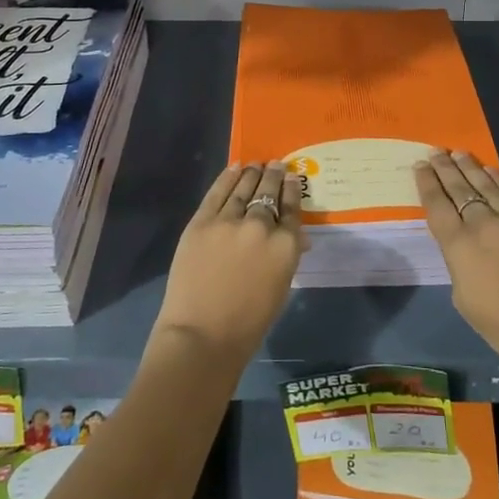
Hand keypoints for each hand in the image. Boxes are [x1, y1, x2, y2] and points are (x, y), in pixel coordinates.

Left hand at [152, 163, 304, 361]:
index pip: (291, 208)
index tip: (292, 178)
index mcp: (285, 245)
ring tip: (256, 164)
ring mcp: (229, 220)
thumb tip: (296, 237)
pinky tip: (234, 168)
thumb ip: (287, 256)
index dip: (292, 190)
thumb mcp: (280, 288)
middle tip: (276, 164)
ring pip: (244, 187)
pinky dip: (227, 177)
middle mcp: (260, 225)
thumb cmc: (249, 322)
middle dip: (274, 175)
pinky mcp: (202, 222)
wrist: (202, 334)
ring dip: (252, 173)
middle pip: (268, 191)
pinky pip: (217, 192)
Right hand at [417, 151, 498, 407]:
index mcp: (459, 246)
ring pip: (485, 184)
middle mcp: (482, 224)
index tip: (420, 165)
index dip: (427, 183)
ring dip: (469, 167)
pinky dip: (498, 178)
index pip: (437, 205)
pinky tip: (488, 169)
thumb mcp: (464, 299)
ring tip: (457, 152)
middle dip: (444, 168)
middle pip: (459, 189)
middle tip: (435, 151)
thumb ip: (458, 264)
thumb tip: (461, 246)